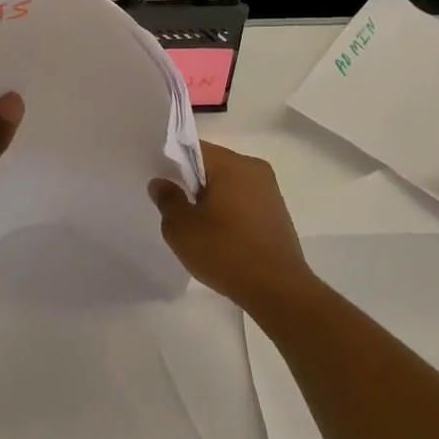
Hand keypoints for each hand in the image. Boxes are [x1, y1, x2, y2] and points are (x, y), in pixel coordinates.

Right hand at [148, 141, 316, 304]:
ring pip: (229, 184)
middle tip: (175, 209)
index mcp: (232, 164)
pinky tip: (220, 236)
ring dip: (211, 199)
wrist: (277, 289)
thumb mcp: (181, 228)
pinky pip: (244, 201)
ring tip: (197, 227)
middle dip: (192, 183)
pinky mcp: (277, 212)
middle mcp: (254, 168)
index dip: (172, 163)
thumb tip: (161, 183)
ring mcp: (270, 190)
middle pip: (213, 165)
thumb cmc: (225, 252)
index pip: (194, 149)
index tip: (161, 185)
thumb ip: (167, 200)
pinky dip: (229, 211)